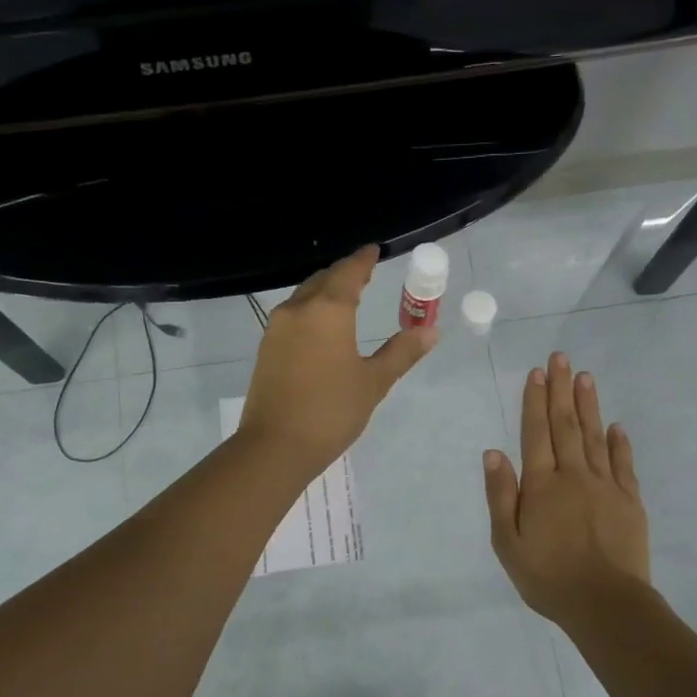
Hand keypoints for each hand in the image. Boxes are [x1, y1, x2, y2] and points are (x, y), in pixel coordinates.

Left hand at [239, 246, 438, 474]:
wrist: (276, 445)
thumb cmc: (332, 411)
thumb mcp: (374, 382)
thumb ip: (401, 352)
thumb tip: (430, 331)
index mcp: (329, 310)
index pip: (349, 272)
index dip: (363, 260)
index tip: (374, 251)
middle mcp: (299, 310)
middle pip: (323, 280)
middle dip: (344, 274)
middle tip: (364, 274)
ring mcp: (277, 328)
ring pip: (304, 297)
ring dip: (324, 291)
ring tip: (344, 298)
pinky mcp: (266, 348)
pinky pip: (292, 316)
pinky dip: (310, 310)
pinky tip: (320, 327)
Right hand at [484, 352, 650, 630]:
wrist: (605, 604)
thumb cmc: (548, 577)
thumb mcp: (508, 543)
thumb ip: (500, 496)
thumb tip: (493, 452)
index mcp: (541, 485)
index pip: (536, 433)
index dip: (535, 401)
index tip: (537, 373)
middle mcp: (573, 476)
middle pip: (566, 425)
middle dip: (561, 390)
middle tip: (561, 358)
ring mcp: (605, 486)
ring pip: (595, 437)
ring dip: (589, 405)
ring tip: (585, 377)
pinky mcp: (629, 502)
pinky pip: (623, 464)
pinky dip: (619, 443)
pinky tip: (616, 426)